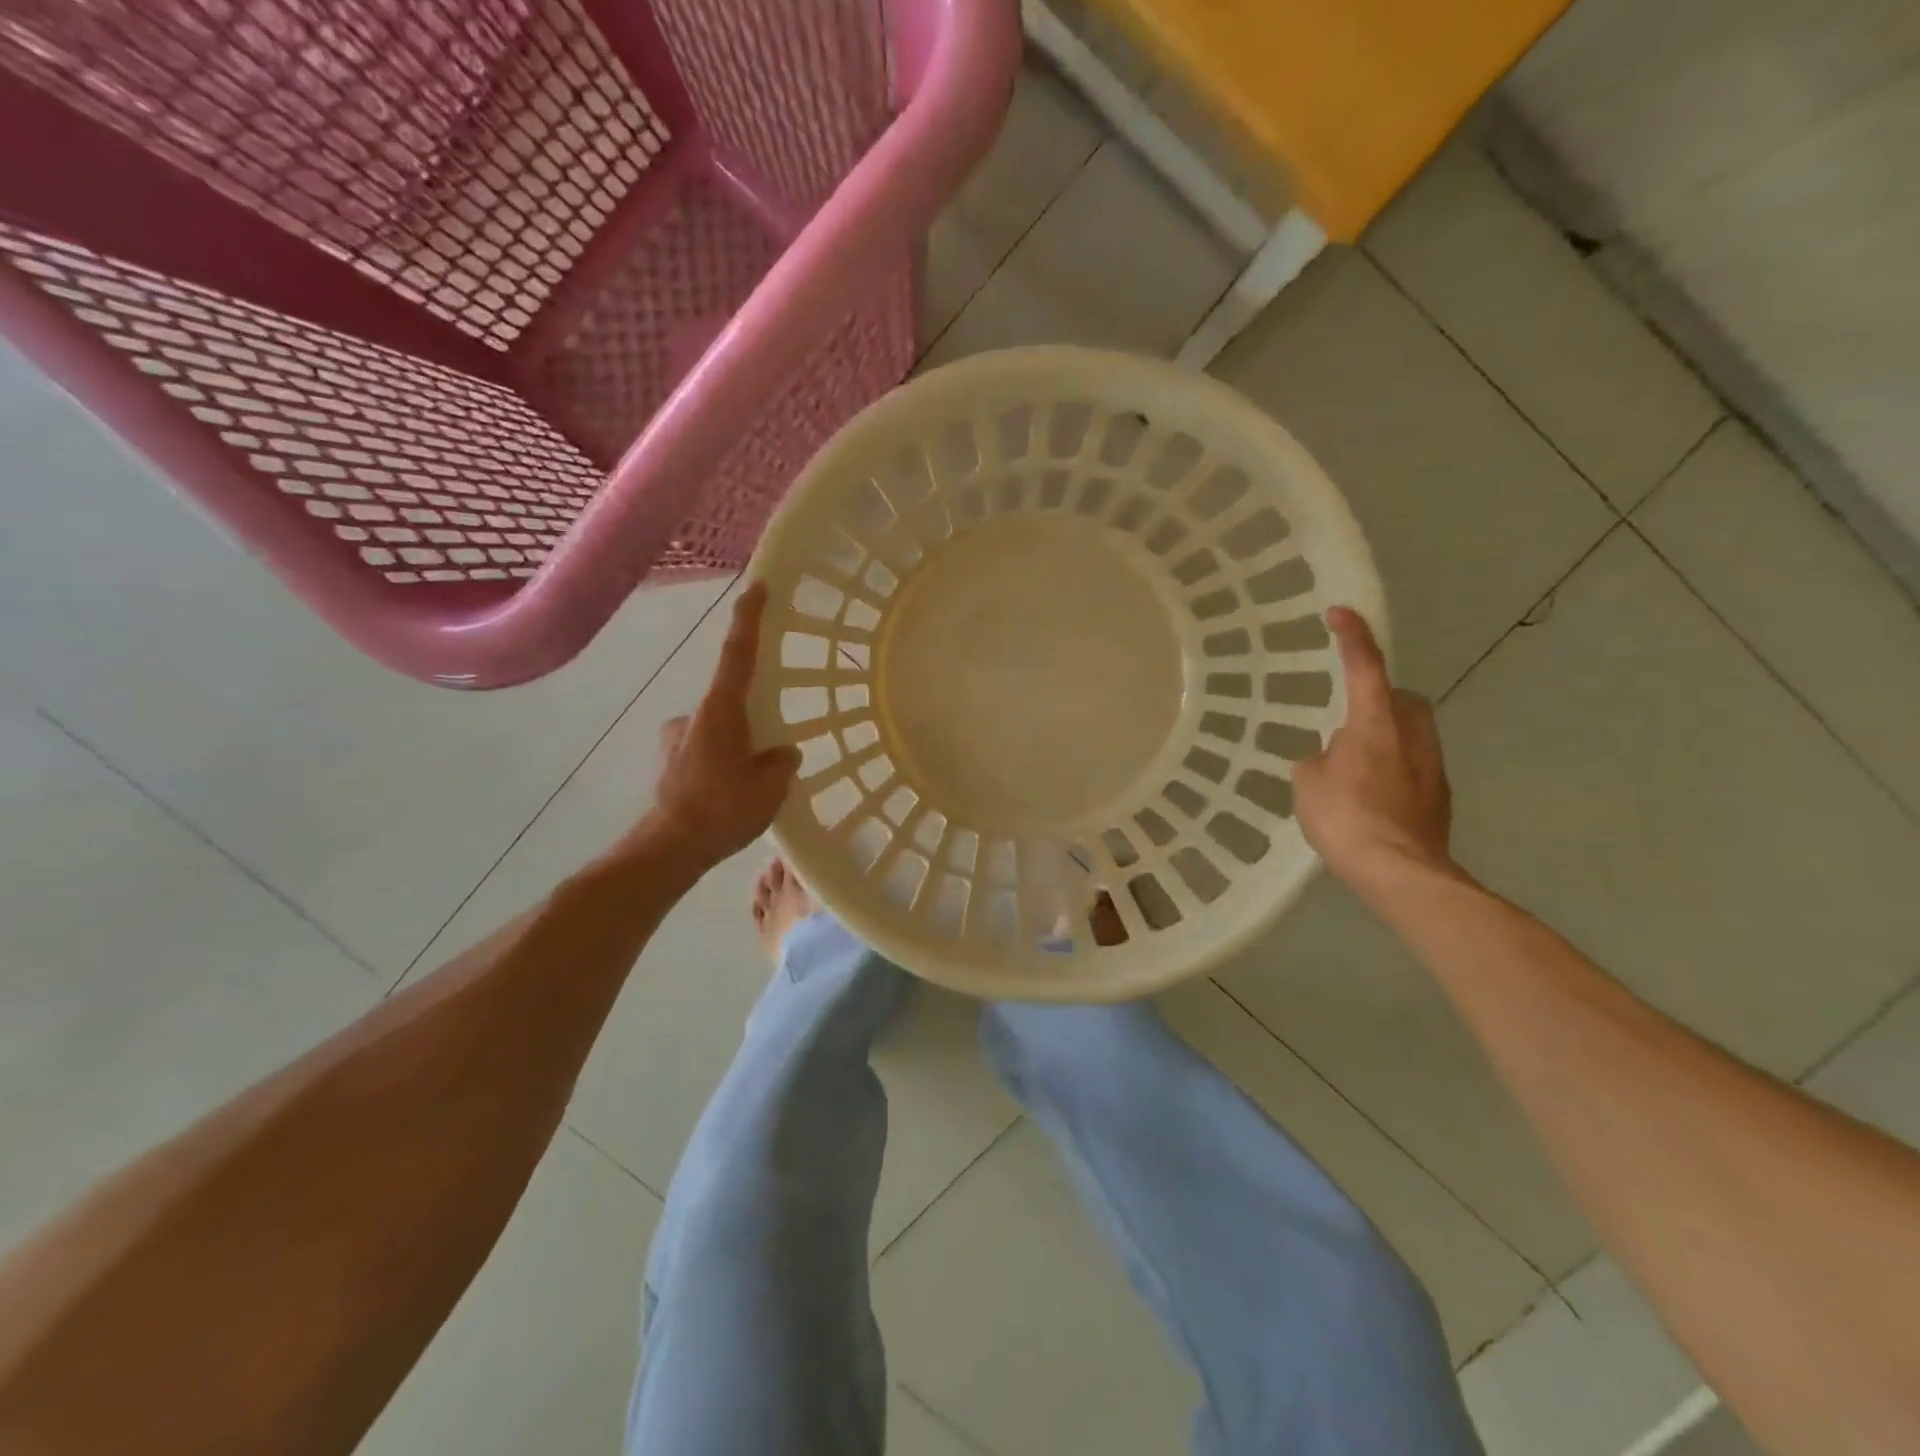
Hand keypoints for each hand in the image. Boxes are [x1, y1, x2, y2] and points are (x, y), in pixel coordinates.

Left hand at [648, 582, 801, 866]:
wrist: (669, 848)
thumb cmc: (723, 808)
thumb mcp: (770, 786)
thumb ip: (780, 763)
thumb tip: (781, 753)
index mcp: (721, 710)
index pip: (738, 653)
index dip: (748, 618)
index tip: (757, 586)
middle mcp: (694, 716)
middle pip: (729, 703)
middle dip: (750, 723)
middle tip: (767, 754)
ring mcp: (675, 740)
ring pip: (716, 734)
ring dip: (734, 751)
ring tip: (749, 788)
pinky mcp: (666, 766)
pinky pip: (702, 757)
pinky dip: (718, 769)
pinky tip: (727, 800)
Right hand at [1293, 607, 1455, 890]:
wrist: (1400, 871)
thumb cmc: (1346, 818)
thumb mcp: (1308, 784)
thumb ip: (1315, 760)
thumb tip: (1326, 758)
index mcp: (1374, 722)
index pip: (1364, 667)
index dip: (1352, 637)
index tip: (1340, 613)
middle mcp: (1411, 734)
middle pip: (1402, 698)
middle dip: (1380, 698)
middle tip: (1350, 719)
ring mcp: (1432, 765)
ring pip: (1413, 732)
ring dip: (1388, 736)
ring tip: (1356, 765)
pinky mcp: (1440, 795)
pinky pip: (1415, 766)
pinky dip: (1395, 770)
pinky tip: (1373, 797)